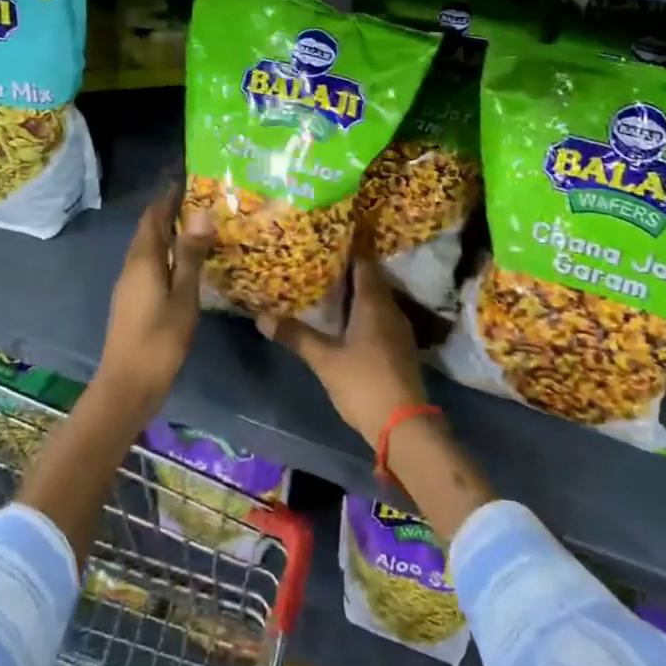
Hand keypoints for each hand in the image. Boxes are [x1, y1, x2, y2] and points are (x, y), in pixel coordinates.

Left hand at [95, 186, 215, 411]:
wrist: (127, 385)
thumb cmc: (159, 340)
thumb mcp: (183, 297)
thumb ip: (191, 255)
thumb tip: (201, 213)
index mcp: (144, 259)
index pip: (154, 215)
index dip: (169, 195)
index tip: (191, 178)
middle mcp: (132, 265)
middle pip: (149, 228)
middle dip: (170, 209)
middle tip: (202, 198)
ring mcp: (130, 283)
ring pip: (149, 246)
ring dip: (169, 231)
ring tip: (199, 224)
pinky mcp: (133, 299)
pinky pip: (150, 262)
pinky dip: (167, 251)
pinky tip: (186, 260)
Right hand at [260, 257, 427, 445]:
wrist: (404, 426)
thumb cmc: (363, 383)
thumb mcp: (324, 360)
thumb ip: (296, 336)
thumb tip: (262, 317)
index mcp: (374, 302)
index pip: (364, 262)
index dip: (347, 248)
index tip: (326, 239)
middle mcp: (390, 308)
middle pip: (370, 279)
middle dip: (347, 270)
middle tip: (319, 262)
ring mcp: (399, 329)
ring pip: (376, 299)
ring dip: (355, 292)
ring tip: (327, 288)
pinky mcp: (400, 347)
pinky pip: (380, 316)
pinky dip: (363, 312)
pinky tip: (346, 321)